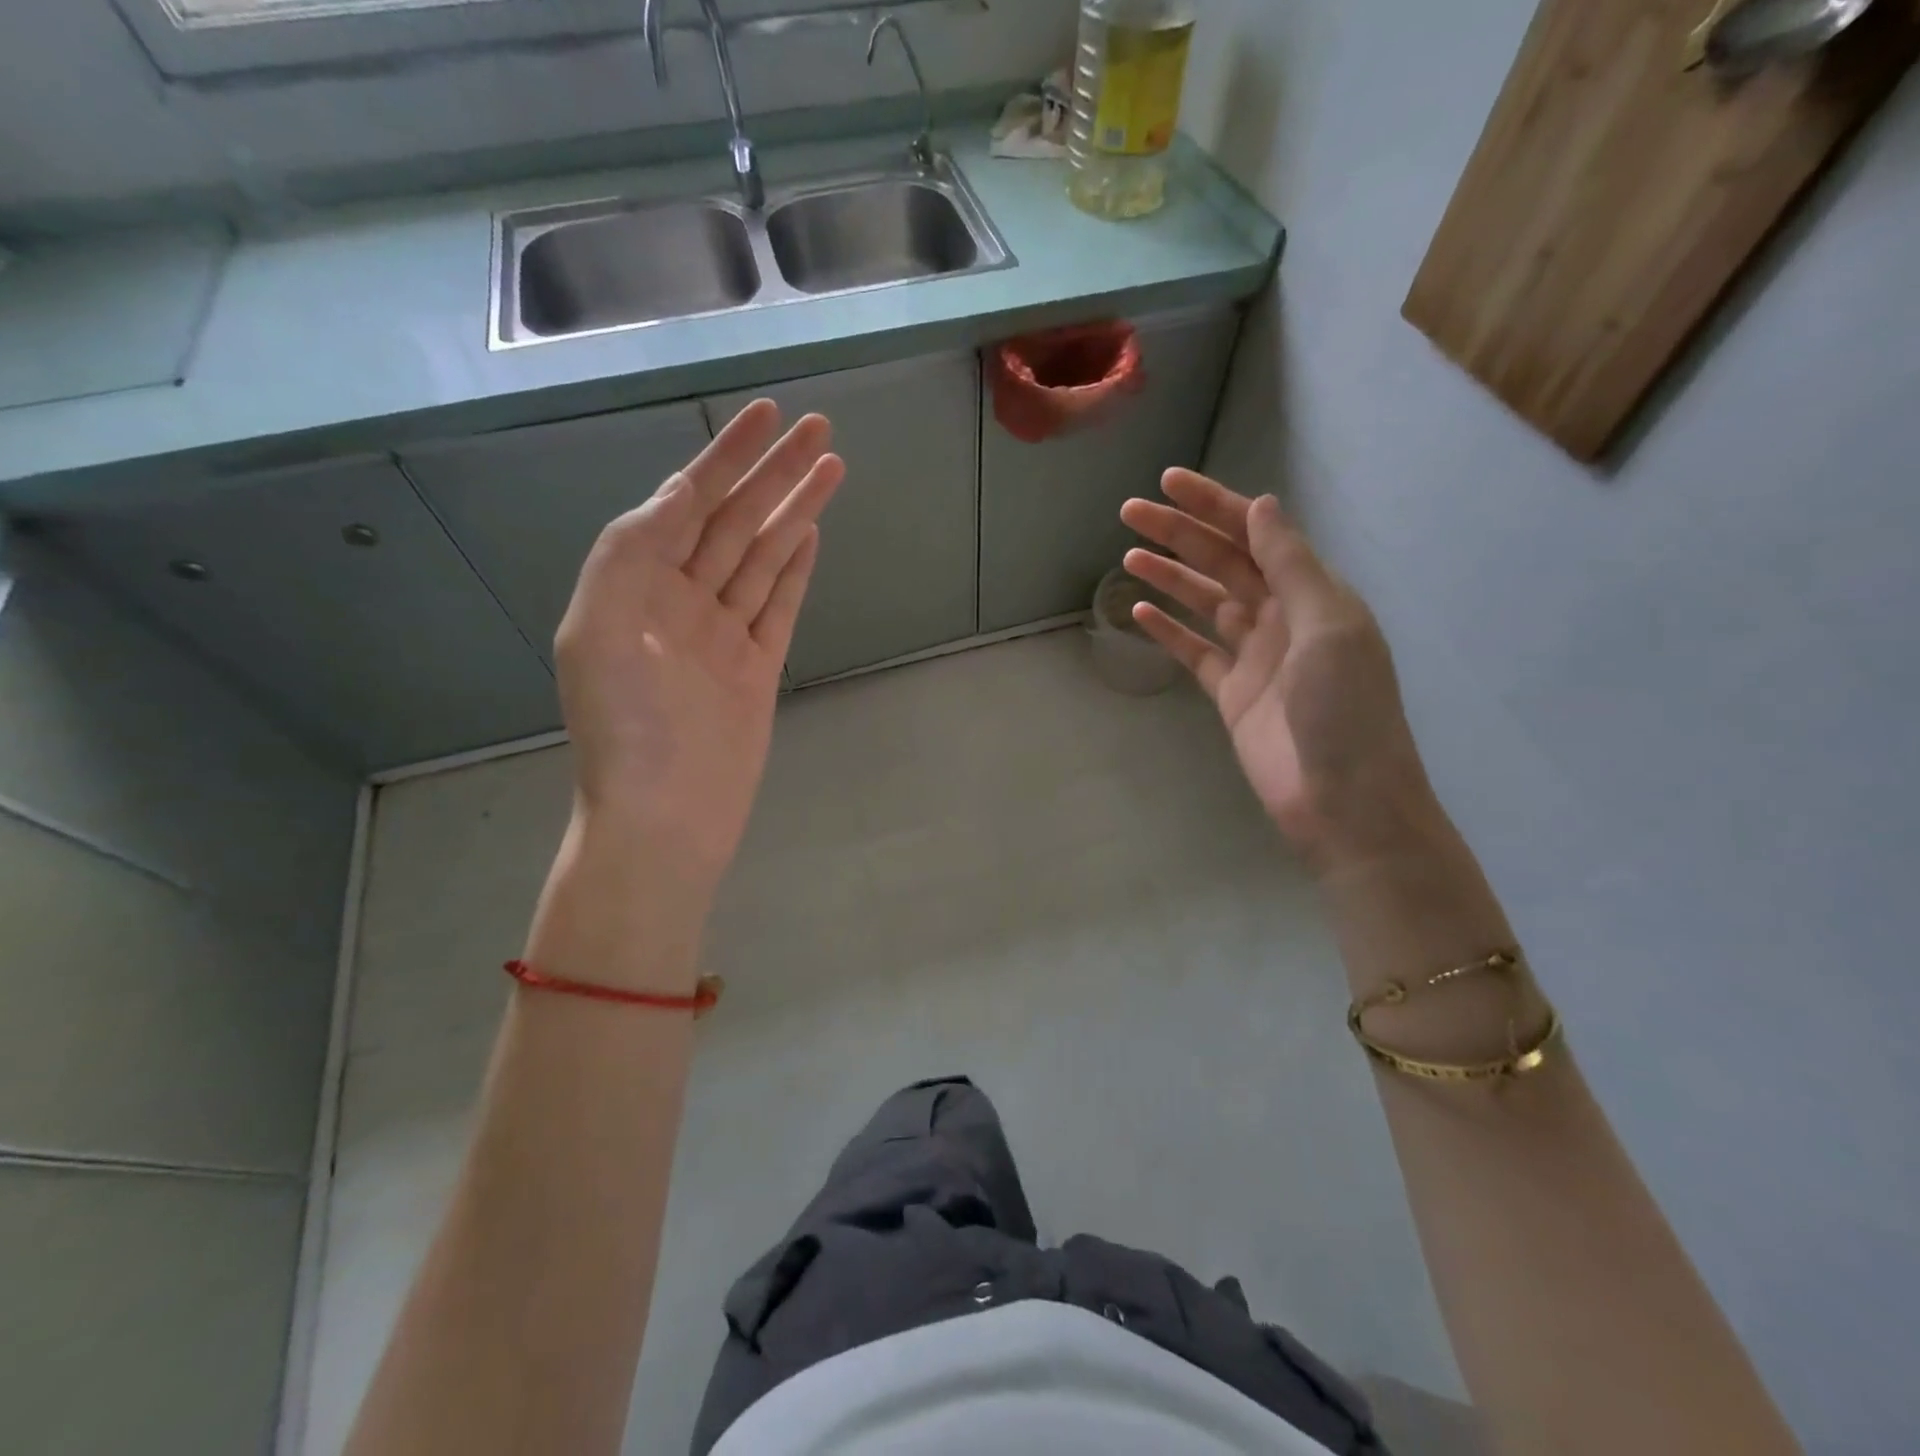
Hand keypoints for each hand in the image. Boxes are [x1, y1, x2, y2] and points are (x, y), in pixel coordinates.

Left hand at [554, 400, 841, 894]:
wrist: (665, 819)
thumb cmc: (627, 730)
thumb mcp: (600, 631)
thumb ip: (630, 554)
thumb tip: (676, 497)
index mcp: (636, 586)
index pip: (687, 502)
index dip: (727, 456)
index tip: (768, 416)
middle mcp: (680, 601)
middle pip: (735, 521)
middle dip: (774, 471)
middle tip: (820, 427)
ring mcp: (723, 634)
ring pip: (763, 556)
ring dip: (795, 510)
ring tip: (832, 468)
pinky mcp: (758, 667)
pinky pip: (779, 605)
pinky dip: (795, 568)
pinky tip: (811, 534)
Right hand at [1121, 471, 1438, 873]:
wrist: (1344, 803)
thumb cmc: (1345, 710)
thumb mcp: (1327, 626)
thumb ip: (1291, 566)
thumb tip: (1262, 507)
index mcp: (1313, 595)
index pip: (1258, 535)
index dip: (1215, 505)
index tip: (1169, 483)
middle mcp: (1282, 618)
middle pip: (1224, 563)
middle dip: (1180, 534)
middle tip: (1130, 513)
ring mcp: (1254, 657)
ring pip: (1204, 603)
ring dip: (1169, 576)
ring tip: (1127, 556)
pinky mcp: (1230, 694)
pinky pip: (1194, 651)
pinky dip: (1168, 630)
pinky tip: (1138, 611)